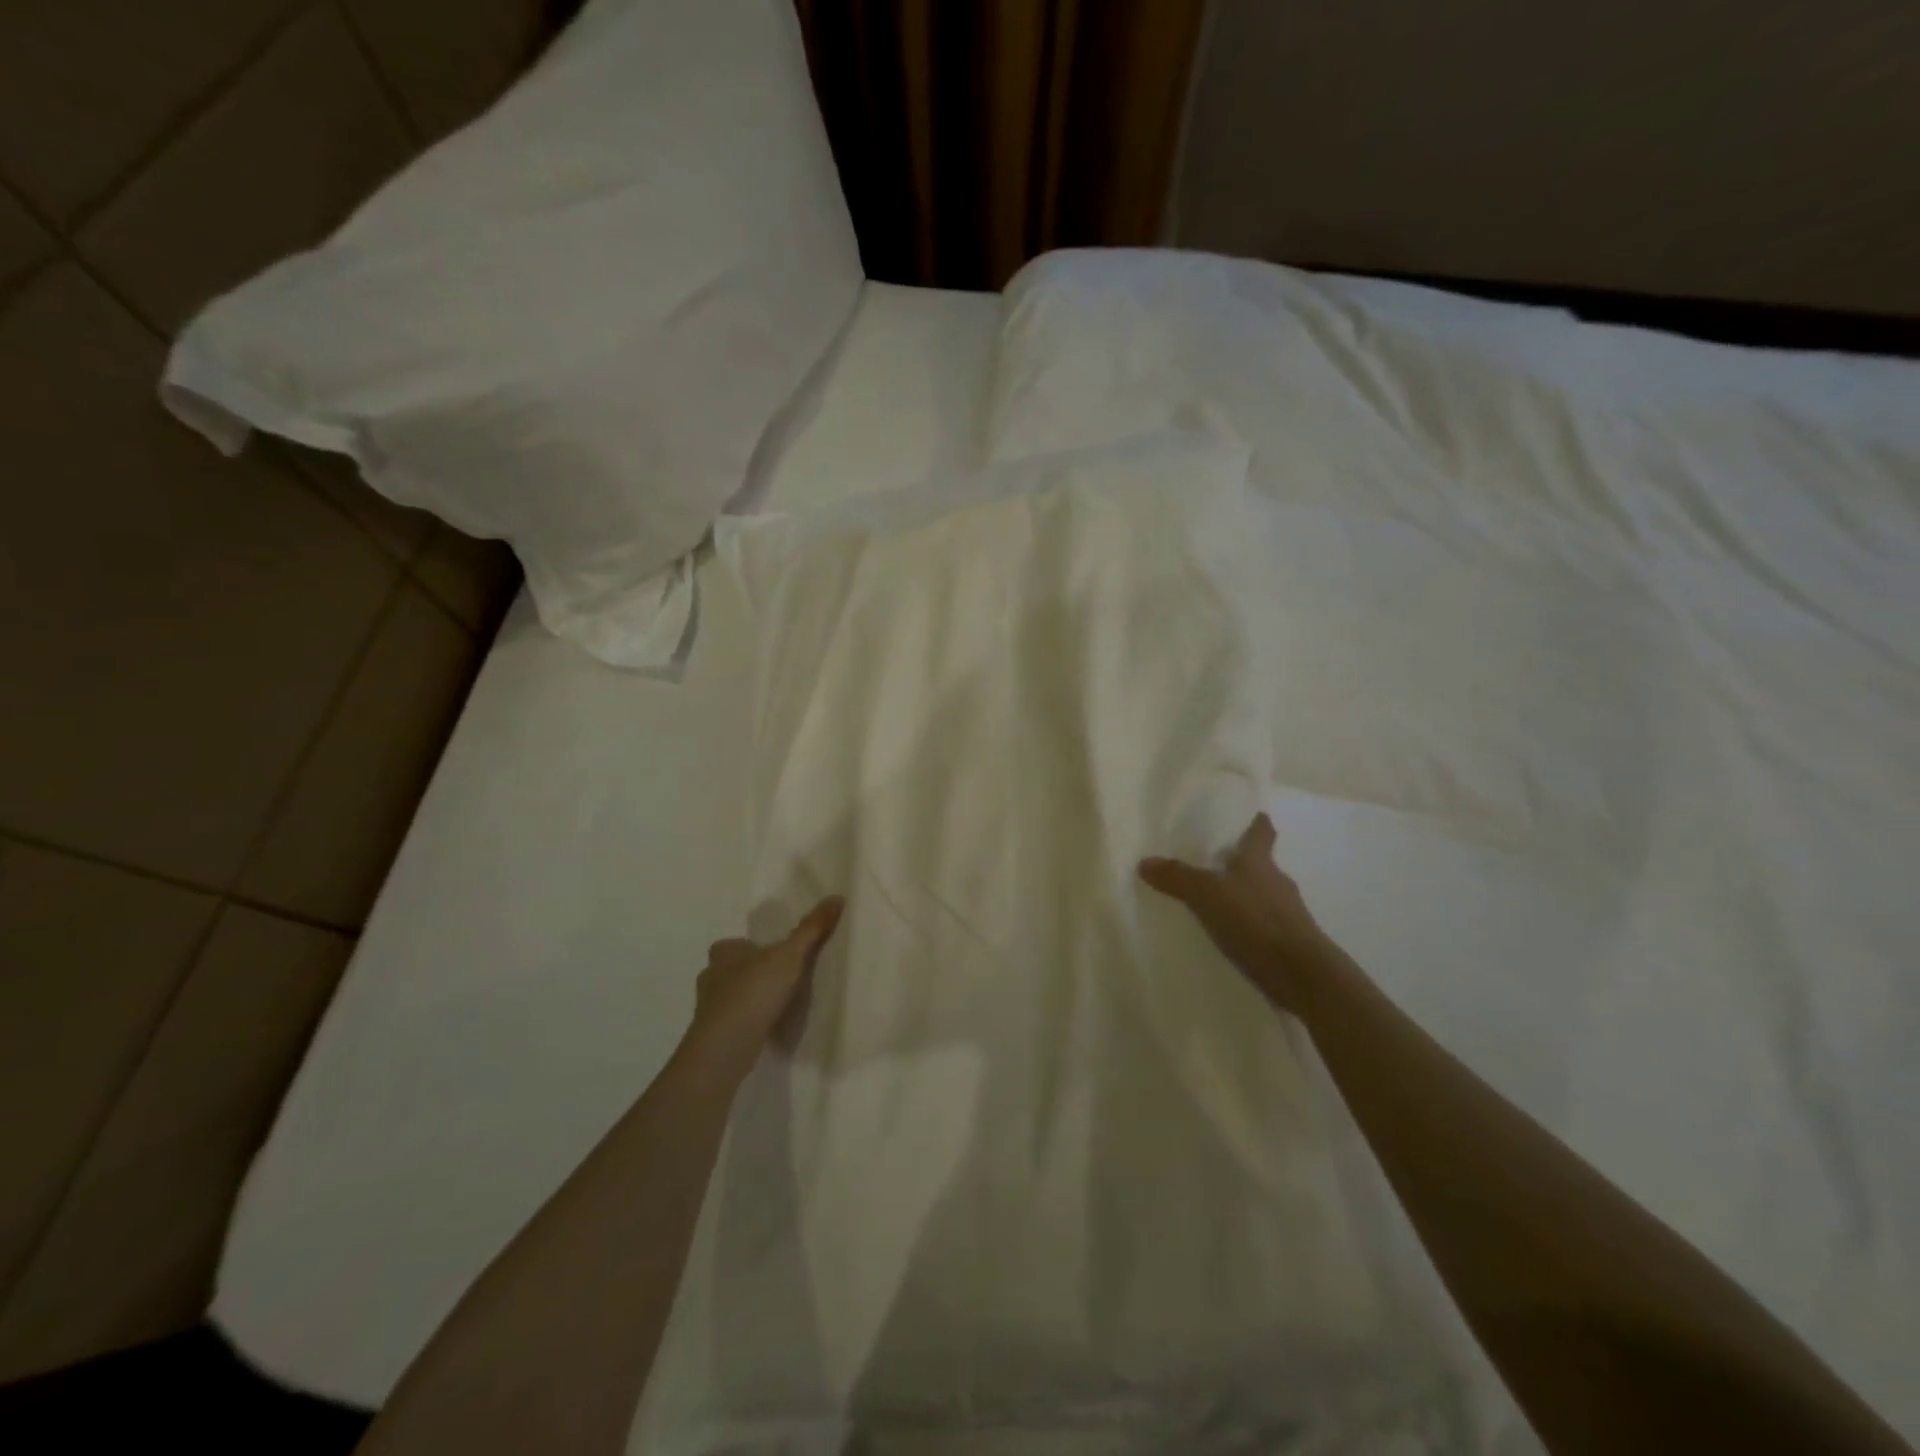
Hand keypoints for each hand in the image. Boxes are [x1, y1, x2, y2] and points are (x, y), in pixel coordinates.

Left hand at [693, 897, 844, 1049]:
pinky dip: (749, 1021)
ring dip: (752, 999)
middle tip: (783, 979)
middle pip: (734, 969)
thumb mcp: (790, 956)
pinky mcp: (713, 1034)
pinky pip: (735, 1020)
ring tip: (780, 1005)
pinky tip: (768, 1028)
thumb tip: (837, 896)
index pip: (738, 944)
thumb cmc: (754, 992)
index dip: (755, 947)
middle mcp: (710, 976)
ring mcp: (708, 1008)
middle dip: (754, 973)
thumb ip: (812, 929)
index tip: (778, 956)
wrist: (725, 1048)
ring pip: (733, 996)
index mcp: (724, 952)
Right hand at [1139, 814, 1331, 1014]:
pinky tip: (1229, 935)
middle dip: (1239, 862)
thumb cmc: (1256, 921)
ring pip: (1261, 894)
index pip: (1261, 831)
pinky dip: (1247, 924)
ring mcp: (1287, 913)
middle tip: (1210, 862)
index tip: (1246, 815)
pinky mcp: (1290, 942)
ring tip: (1213, 902)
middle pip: (1259, 864)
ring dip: (1242, 895)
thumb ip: (1177, 877)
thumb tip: (1145, 861)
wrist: (1303, 975)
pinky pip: (1263, 924)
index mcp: (1260, 862)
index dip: (1254, 821)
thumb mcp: (1207, 895)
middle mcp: (1277, 881)